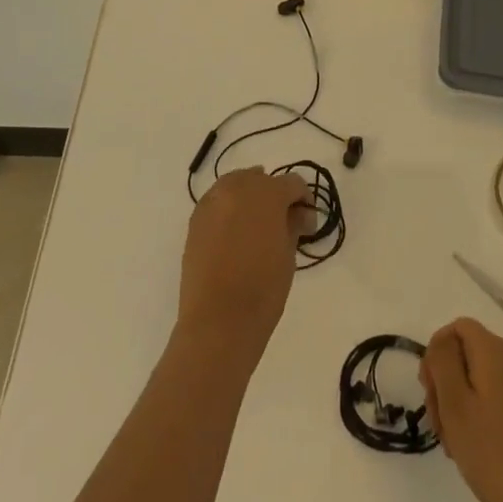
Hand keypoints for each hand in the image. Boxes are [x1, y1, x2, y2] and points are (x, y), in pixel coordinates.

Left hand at [176, 168, 311, 361]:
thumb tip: (299, 213)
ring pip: (236, 184)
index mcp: (267, 193)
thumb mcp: (288, 255)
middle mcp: (237, 187)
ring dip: (250, 197)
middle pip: (261, 179)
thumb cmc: (262, 289)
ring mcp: (212, 201)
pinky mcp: (195, 219)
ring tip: (257, 226)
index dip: (304, 200)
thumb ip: (294, 224)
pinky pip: (218, 201)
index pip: (292, 183)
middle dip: (275, 196)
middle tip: (283, 224)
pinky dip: (229, 208)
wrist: (217, 322)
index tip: (307, 223)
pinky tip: (235, 232)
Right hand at [420, 317, 502, 501]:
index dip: (437, 351)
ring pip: (481, 377)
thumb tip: (442, 342)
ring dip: (460, 401)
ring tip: (453, 442)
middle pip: (469, 352)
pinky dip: (479, 412)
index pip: (458, 327)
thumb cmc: (493, 455)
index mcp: (495, 351)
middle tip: (437, 421)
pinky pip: (498, 397)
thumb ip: (443, 361)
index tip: (428, 389)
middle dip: (446, 380)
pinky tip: (473, 448)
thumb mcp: (455, 404)